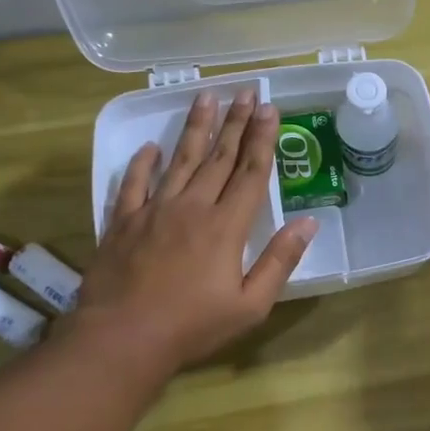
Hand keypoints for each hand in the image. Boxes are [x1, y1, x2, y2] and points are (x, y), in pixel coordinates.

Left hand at [69, 88, 317, 374]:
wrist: (122, 339)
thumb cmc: (193, 326)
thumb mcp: (251, 304)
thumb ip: (280, 261)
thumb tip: (308, 223)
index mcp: (226, 226)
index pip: (250, 173)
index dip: (262, 139)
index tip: (270, 109)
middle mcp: (192, 207)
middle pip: (219, 157)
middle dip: (236, 122)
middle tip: (246, 91)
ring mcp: (154, 211)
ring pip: (180, 160)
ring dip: (196, 128)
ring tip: (207, 98)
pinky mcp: (123, 222)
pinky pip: (133, 183)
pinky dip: (142, 163)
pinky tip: (151, 146)